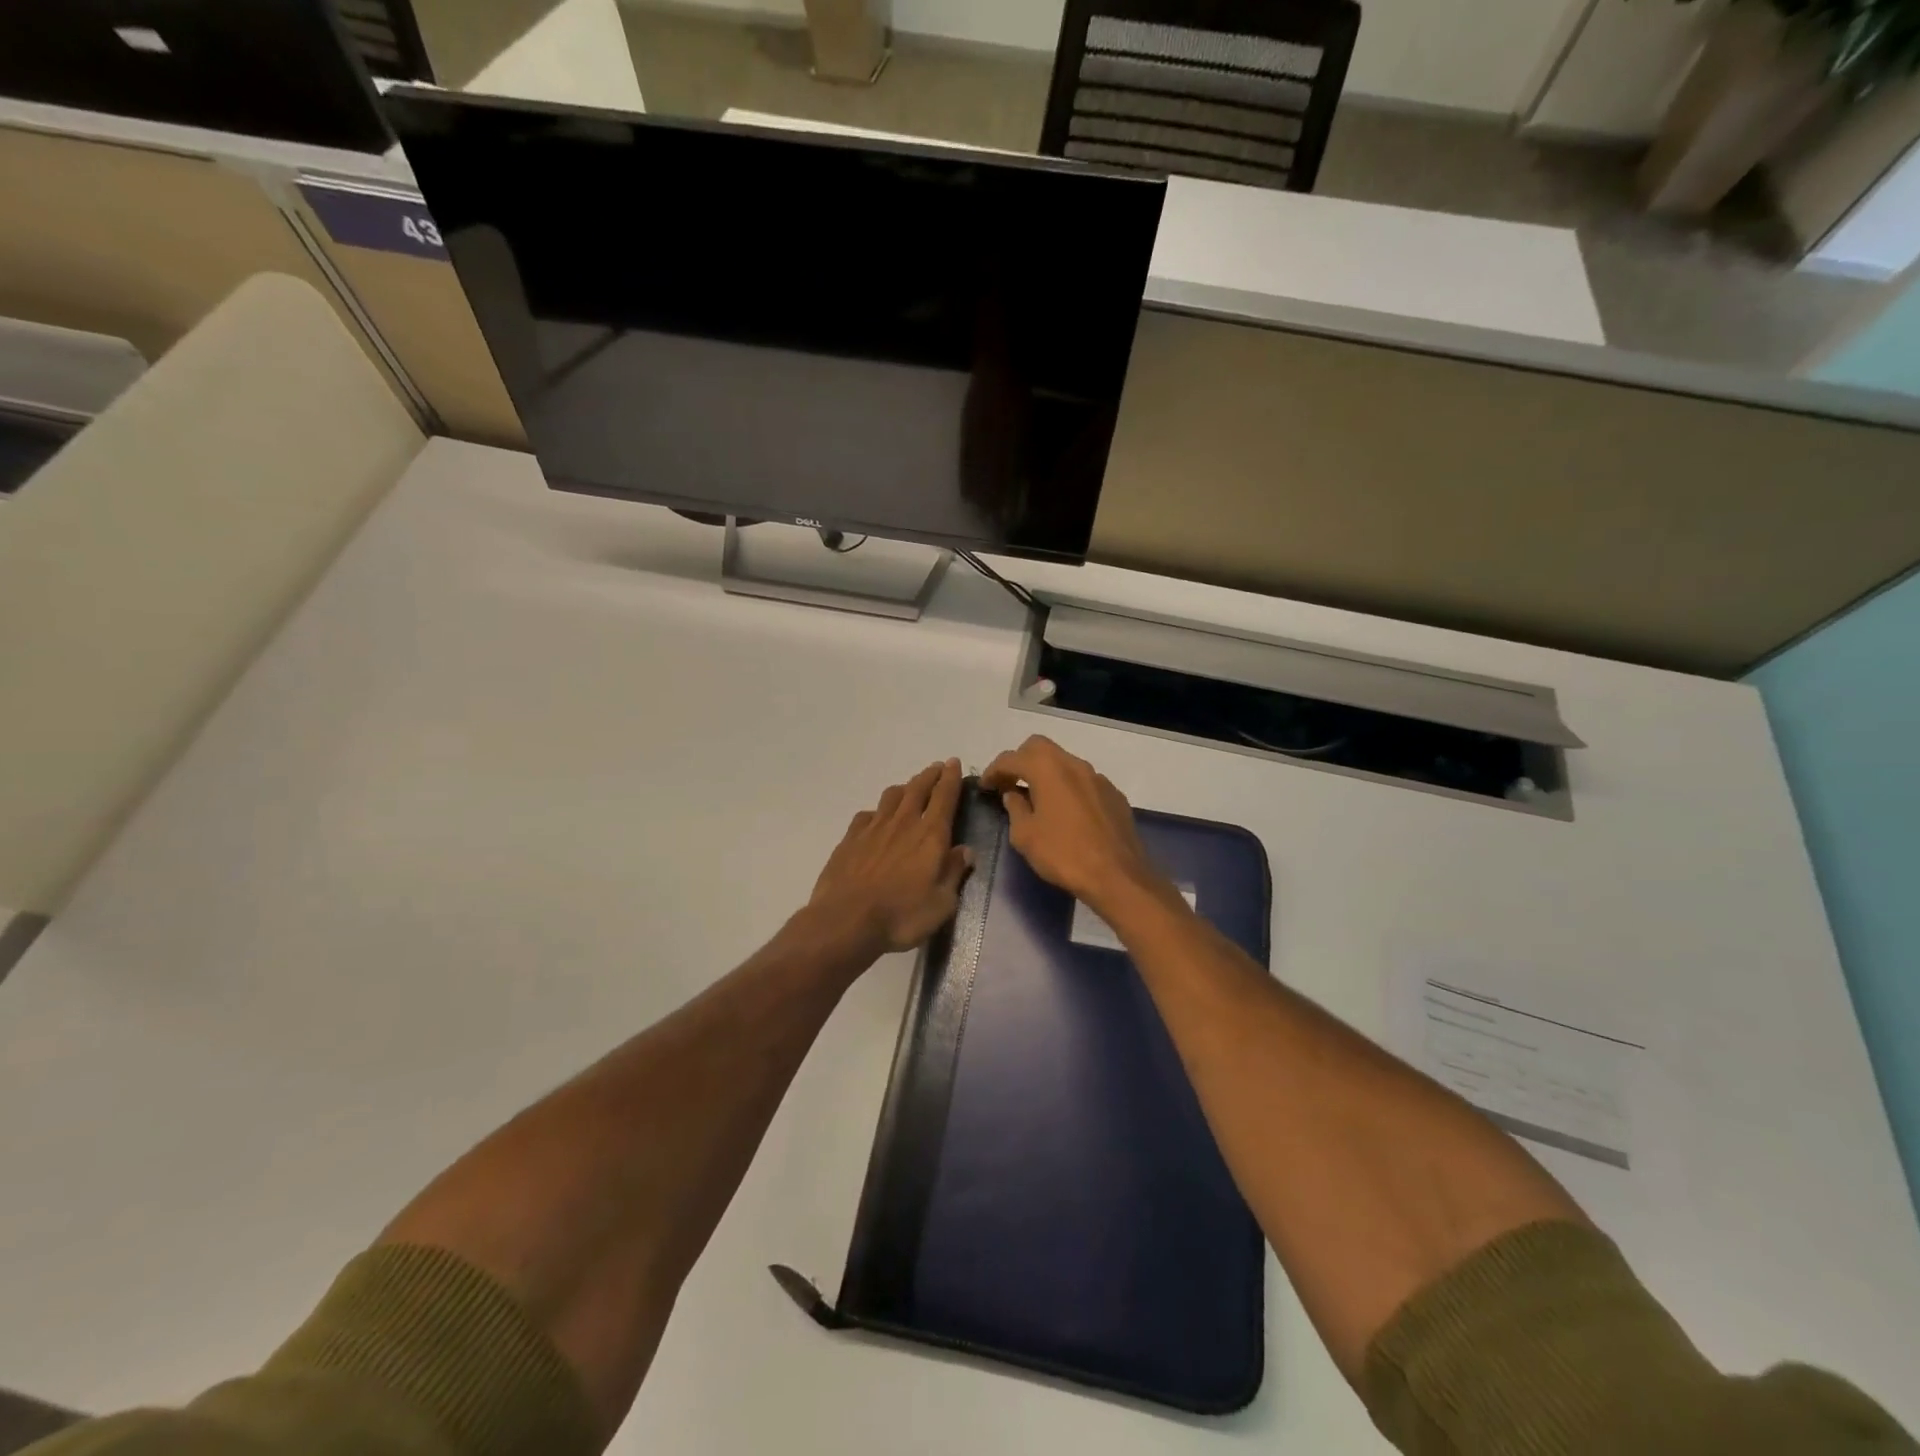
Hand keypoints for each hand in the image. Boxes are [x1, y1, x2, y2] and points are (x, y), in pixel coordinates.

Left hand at [808, 759, 972, 956]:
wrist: (846, 921)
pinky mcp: (850, 839)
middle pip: (918, 789)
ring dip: (905, 788)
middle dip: (930, 775)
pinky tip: (876, 818)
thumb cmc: (901, 917)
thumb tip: (965, 851)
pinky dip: (877, 811)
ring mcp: (873, 828)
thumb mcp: (941, 904)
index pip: (944, 797)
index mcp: (930, 836)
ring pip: (892, 796)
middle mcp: (903, 823)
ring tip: (910, 788)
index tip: (954, 763)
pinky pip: (867, 815)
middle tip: (938, 768)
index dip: (951, 778)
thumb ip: (954, 873)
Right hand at [981, 736, 1165, 914]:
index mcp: (1048, 770)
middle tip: (1009, 783)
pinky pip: (1083, 781)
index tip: (985, 786)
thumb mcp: (1025, 836)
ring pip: (1064, 762)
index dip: (994, 770)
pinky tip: (1066, 812)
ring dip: (1046, 773)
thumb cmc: (1064, 855)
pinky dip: (1067, 787)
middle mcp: (1074, 764)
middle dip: (1020, 760)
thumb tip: (1013, 795)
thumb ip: (1015, 809)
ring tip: (1036, 797)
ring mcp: (1098, 778)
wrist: (1118, 876)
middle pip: (1040, 747)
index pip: (1012, 758)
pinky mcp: (1114, 795)